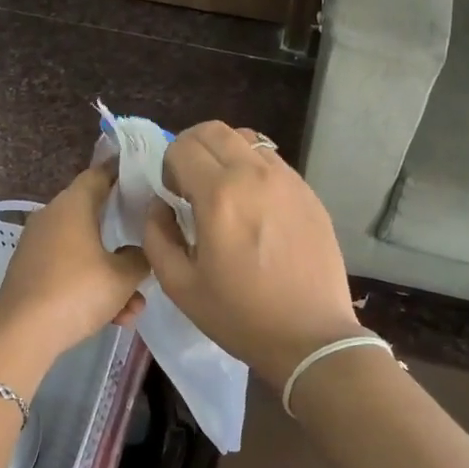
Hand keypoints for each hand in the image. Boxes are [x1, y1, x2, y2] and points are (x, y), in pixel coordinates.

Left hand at [0, 167, 146, 397]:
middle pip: (94, 214)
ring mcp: (38, 246)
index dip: (122, 172)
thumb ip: (141, 257)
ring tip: (134, 305)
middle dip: (123, 233)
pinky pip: (69, 271)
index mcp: (73, 205)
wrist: (22, 334)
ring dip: (112, 273)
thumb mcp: (123, 276)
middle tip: (150, 240)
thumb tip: (140, 251)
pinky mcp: (31, 272)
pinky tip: (114, 318)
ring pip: (85, 250)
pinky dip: (91, 288)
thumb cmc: (77, 291)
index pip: (99, 174)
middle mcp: (52, 217)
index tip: (145, 175)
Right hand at [143, 122, 365, 385]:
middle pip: (214, 130)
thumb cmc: (240, 316)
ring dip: (224, 154)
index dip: (168, 166)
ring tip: (224, 192)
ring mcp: (288, 180)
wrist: (311, 337)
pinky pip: (272, 161)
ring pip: (246, 139)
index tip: (173, 196)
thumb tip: (160, 206)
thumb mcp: (180, 285)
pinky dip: (253, 168)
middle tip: (191, 185)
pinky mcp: (309, 192)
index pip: (182, 146)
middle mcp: (254, 175)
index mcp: (219, 195)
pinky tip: (254, 206)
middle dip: (192, 148)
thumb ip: (156, 236)